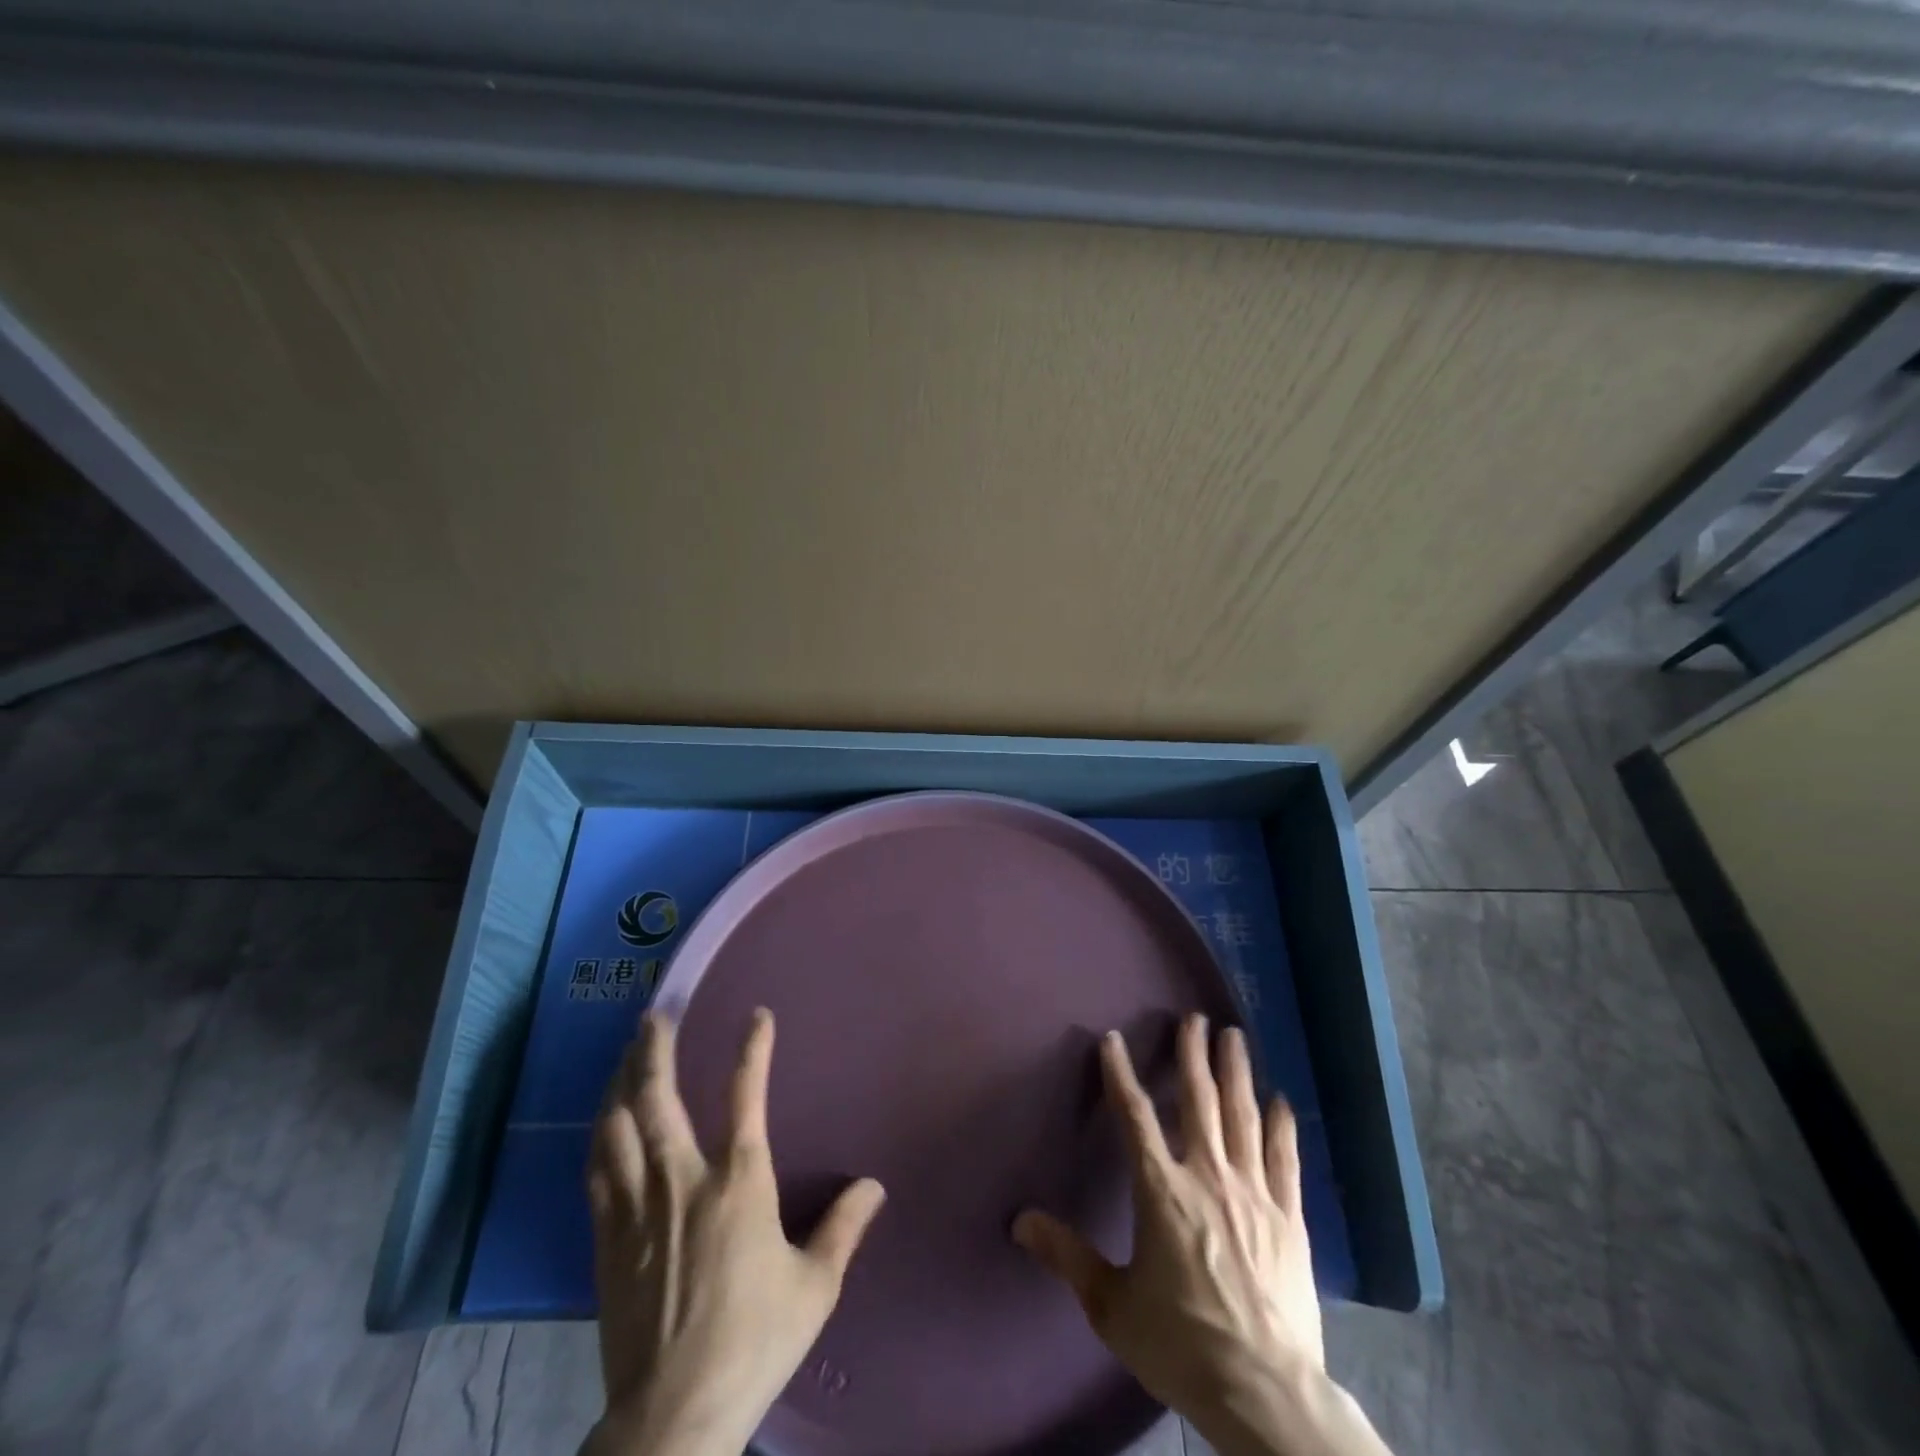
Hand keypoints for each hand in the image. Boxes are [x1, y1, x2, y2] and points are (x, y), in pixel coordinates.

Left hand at [582, 1009, 886, 1455]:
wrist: (672, 1419)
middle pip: (659, 1097)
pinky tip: (603, 1122)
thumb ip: (843, 1228)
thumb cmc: (753, 1343)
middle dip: (655, 1049)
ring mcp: (638, 1207)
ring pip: (619, 1127)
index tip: (758, 1015)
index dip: (753, 1048)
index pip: (745, 1095)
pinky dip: (601, 1135)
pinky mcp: (607, 1240)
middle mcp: (683, 1180)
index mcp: (740, 1184)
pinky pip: (597, 1171)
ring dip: (620, 1083)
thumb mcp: (814, 1287)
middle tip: (654, 1014)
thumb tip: (874, 1186)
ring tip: (624, 1053)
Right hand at [1013, 1014, 1389, 1455]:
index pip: (1135, 1116)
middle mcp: (1208, 1176)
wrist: (1264, 1392)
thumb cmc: (1180, 1343)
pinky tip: (1281, 1100)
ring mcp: (1253, 1193)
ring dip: (1236, 1073)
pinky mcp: (1289, 1217)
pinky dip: (1281, 1126)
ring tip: (1234, 1037)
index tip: (1112, 1039)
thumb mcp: (1111, 1304)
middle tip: (1195, 1018)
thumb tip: (1020, 1220)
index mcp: (1162, 1190)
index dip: (1120, 1073)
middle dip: (1193, 1055)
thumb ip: (1067, 1255)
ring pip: (1243, 1117)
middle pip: (1199, 1101)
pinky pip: (1284, 1159)